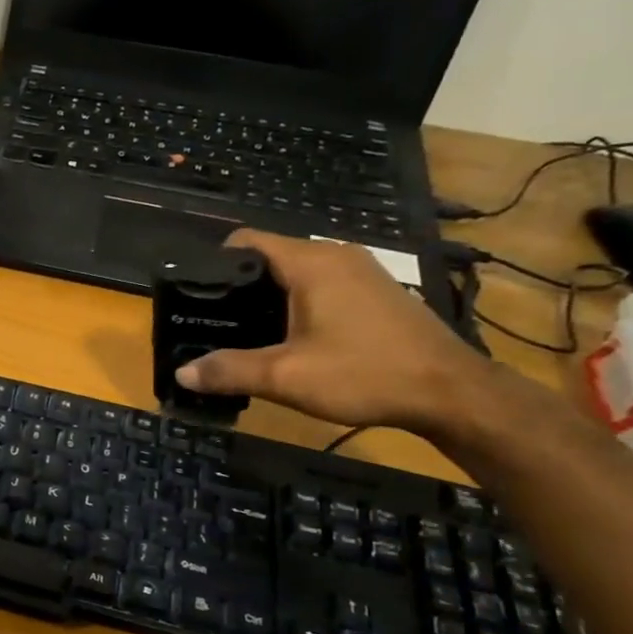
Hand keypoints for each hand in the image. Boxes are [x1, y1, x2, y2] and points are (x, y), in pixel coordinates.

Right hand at [174, 229, 494, 434]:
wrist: (451, 393)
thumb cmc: (364, 373)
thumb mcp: (286, 377)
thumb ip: (229, 371)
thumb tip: (181, 373)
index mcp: (311, 262)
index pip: (246, 240)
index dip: (213, 263)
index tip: (193, 296)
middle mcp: (336, 255)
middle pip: (269, 257)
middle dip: (237, 287)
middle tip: (212, 322)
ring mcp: (361, 271)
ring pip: (296, 273)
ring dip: (267, 298)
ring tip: (244, 333)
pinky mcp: (376, 291)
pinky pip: (321, 285)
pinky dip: (296, 304)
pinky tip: (290, 338)